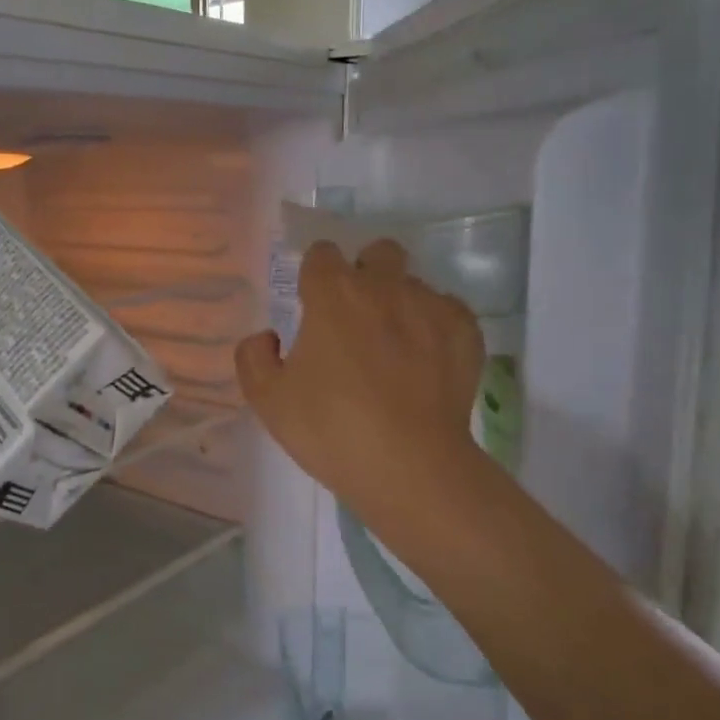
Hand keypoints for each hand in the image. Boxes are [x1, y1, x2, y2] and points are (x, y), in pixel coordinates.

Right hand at [236, 240, 483, 518]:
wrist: (410, 467)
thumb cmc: (331, 429)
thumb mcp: (268, 401)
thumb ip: (254, 357)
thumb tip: (268, 337)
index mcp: (333, 294)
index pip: (322, 253)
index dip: (315, 274)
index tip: (314, 303)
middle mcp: (385, 287)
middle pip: (378, 253)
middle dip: (366, 273)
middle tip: (356, 318)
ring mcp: (431, 306)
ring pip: (413, 285)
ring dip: (400, 305)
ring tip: (394, 353)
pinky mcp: (465, 331)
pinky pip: (447, 311)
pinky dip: (434, 328)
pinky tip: (427, 364)